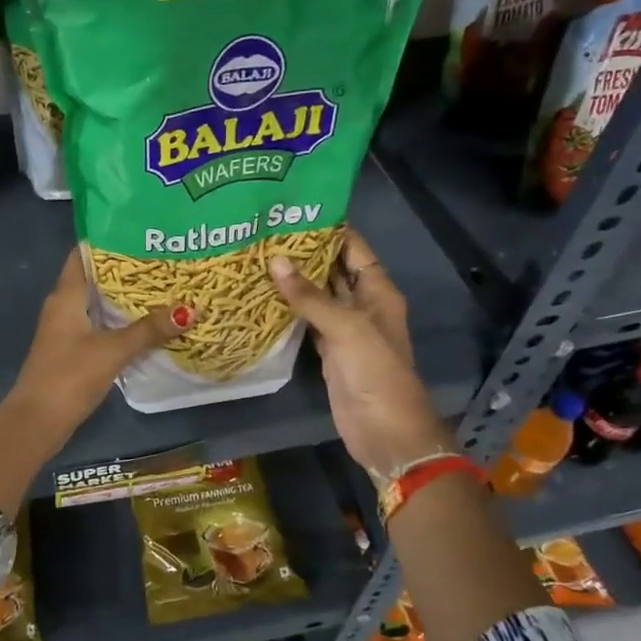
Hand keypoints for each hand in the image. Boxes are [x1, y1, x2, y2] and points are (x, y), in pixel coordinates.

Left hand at [7, 248, 187, 443]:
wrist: (37, 421)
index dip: (109, 239)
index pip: (84, 254)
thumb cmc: (69, 376)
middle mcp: (63, 306)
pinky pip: (100, 326)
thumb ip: (148, 330)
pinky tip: (147, 324)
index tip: (141, 230)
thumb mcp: (112, 350)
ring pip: (99, 304)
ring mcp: (66, 330)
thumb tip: (189, 309)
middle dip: (126, 269)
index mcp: (65, 296)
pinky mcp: (72, 351)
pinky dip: (121, 322)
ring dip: (125, 298)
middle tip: (164, 258)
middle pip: (95, 278)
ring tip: (164, 286)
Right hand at [270, 229, 449, 476]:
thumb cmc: (375, 372)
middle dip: (304, 252)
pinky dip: (288, 310)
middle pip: (333, 269)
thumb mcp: (346, 328)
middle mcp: (362, 304)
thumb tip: (274, 260)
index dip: (329, 228)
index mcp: (378, 291)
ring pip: (317, 296)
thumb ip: (310, 296)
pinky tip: (262, 297)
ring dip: (293, 280)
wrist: (384, 430)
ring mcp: (344, 329)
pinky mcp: (328, 351)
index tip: (293, 210)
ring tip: (256, 256)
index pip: (353, 248)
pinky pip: (307, 321)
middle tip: (264, 232)